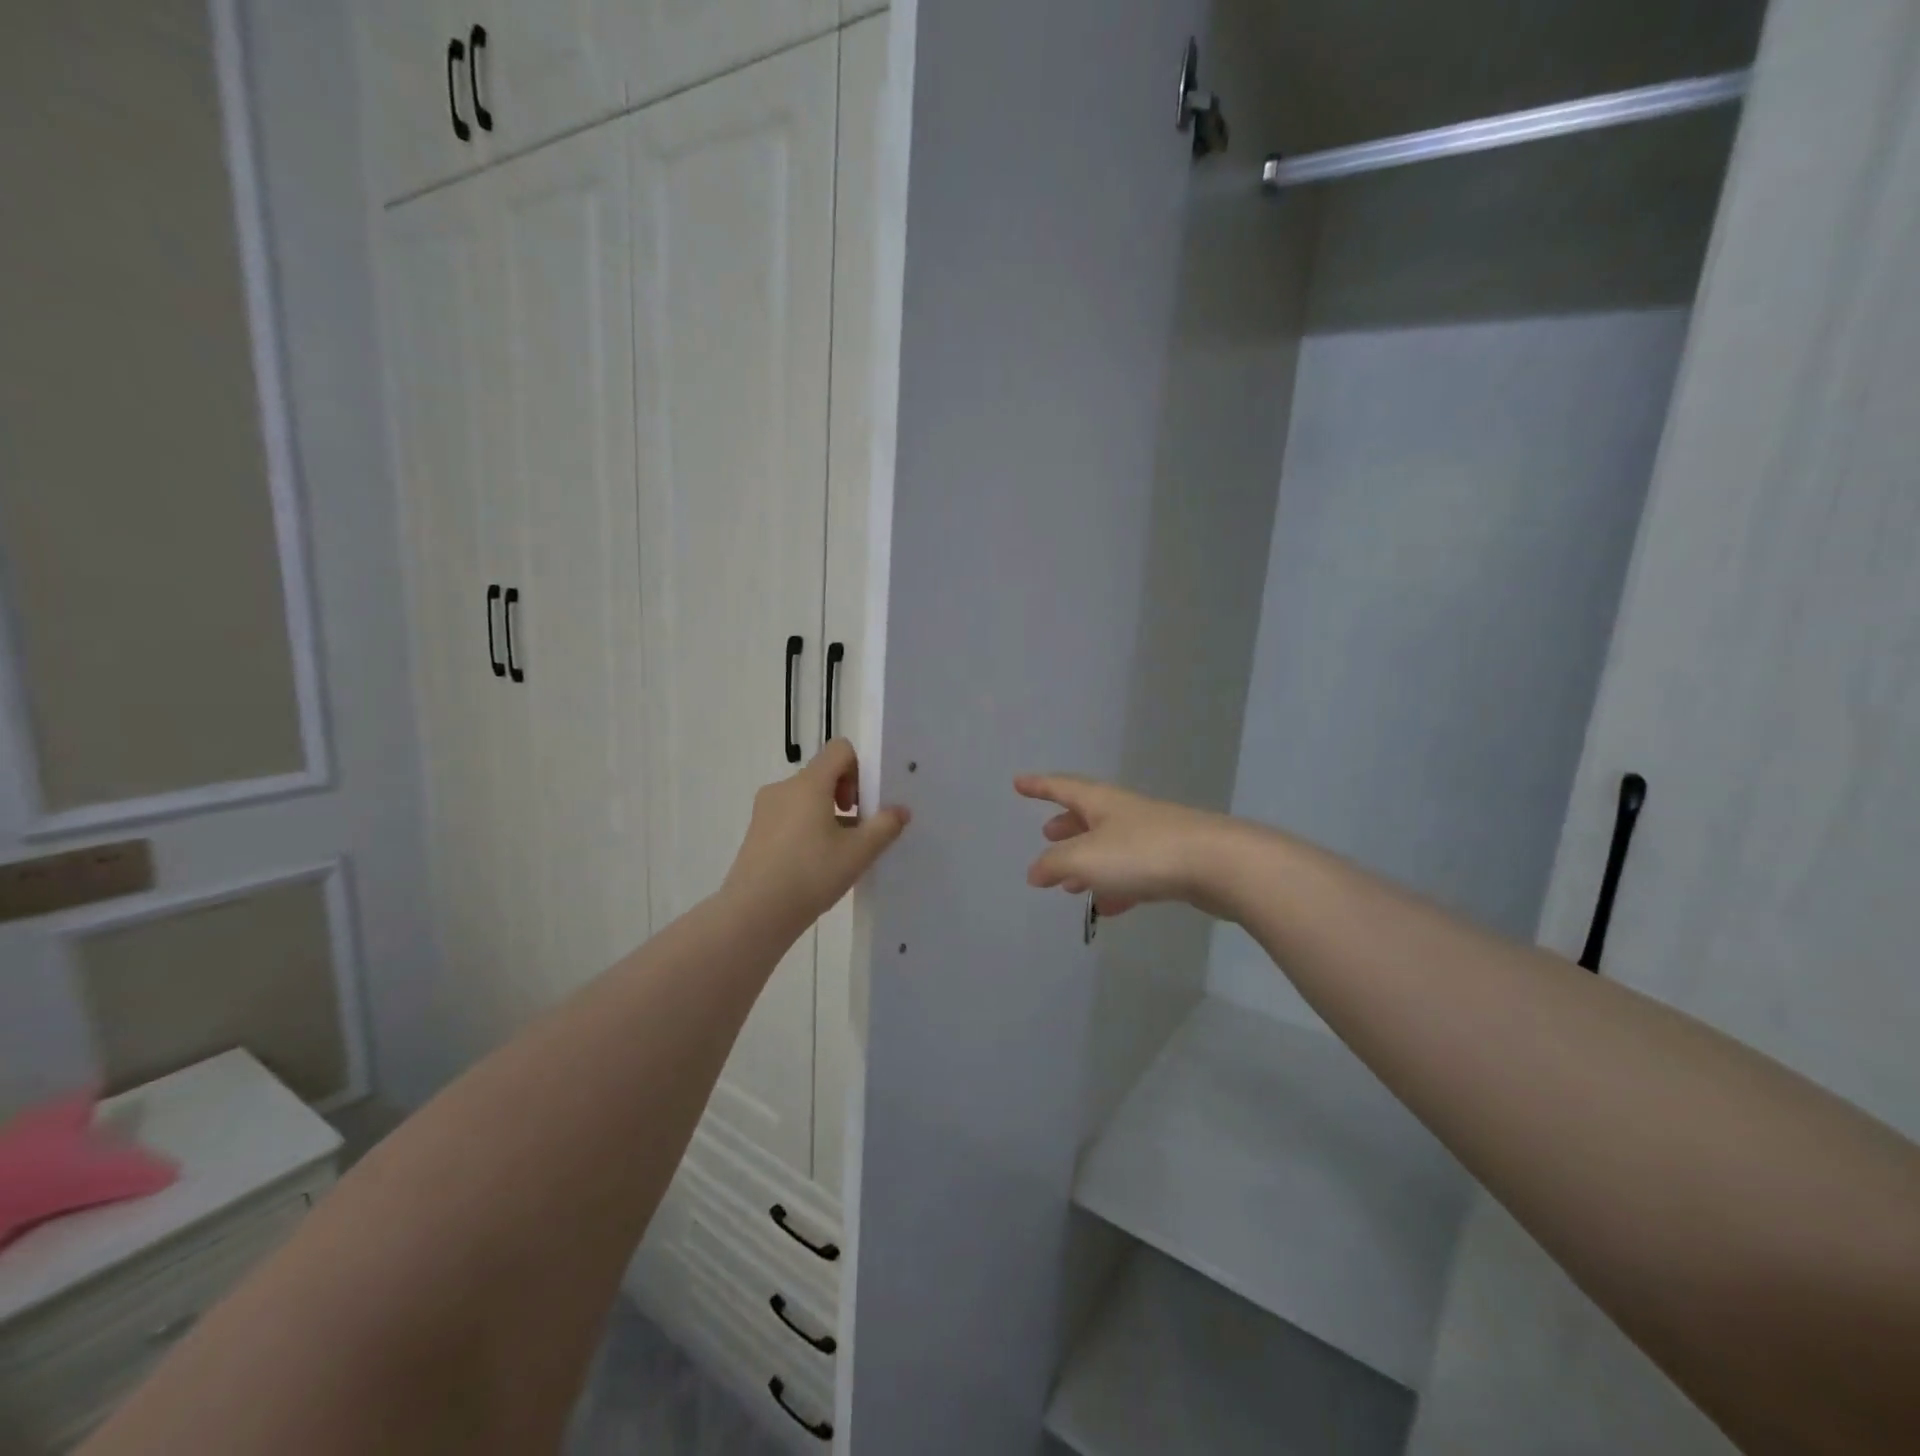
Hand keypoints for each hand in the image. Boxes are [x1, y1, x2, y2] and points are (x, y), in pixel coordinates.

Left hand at [723, 740, 909, 932]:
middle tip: (857, 832)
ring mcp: (765, 810)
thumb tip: (900, 811)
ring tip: (838, 854)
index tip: (862, 805)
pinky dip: (807, 829)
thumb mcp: (858, 852)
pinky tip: (814, 865)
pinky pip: (789, 817)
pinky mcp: (756, 832)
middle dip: (845, 796)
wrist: (754, 913)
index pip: (839, 750)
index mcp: (809, 783)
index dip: (859, 770)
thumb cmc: (811, 874)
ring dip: (827, 815)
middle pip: (822, 775)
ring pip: (805, 798)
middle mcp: (783, 788)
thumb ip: (884, 826)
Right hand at [1015, 774, 1234, 917]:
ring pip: (1110, 847)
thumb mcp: (1086, 857)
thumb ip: (1054, 864)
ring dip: (1087, 862)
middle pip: (1089, 815)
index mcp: (1102, 802)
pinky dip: (1115, 887)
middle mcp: (1125, 813)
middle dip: (1066, 825)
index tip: (1019, 783)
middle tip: (1047, 834)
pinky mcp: (1173, 864)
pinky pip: (1133, 874)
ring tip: (1069, 884)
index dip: (1039, 785)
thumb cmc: (1143, 852)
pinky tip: (1107, 908)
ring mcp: (1152, 838)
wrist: (1219, 865)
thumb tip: (1034, 871)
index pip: (1062, 787)